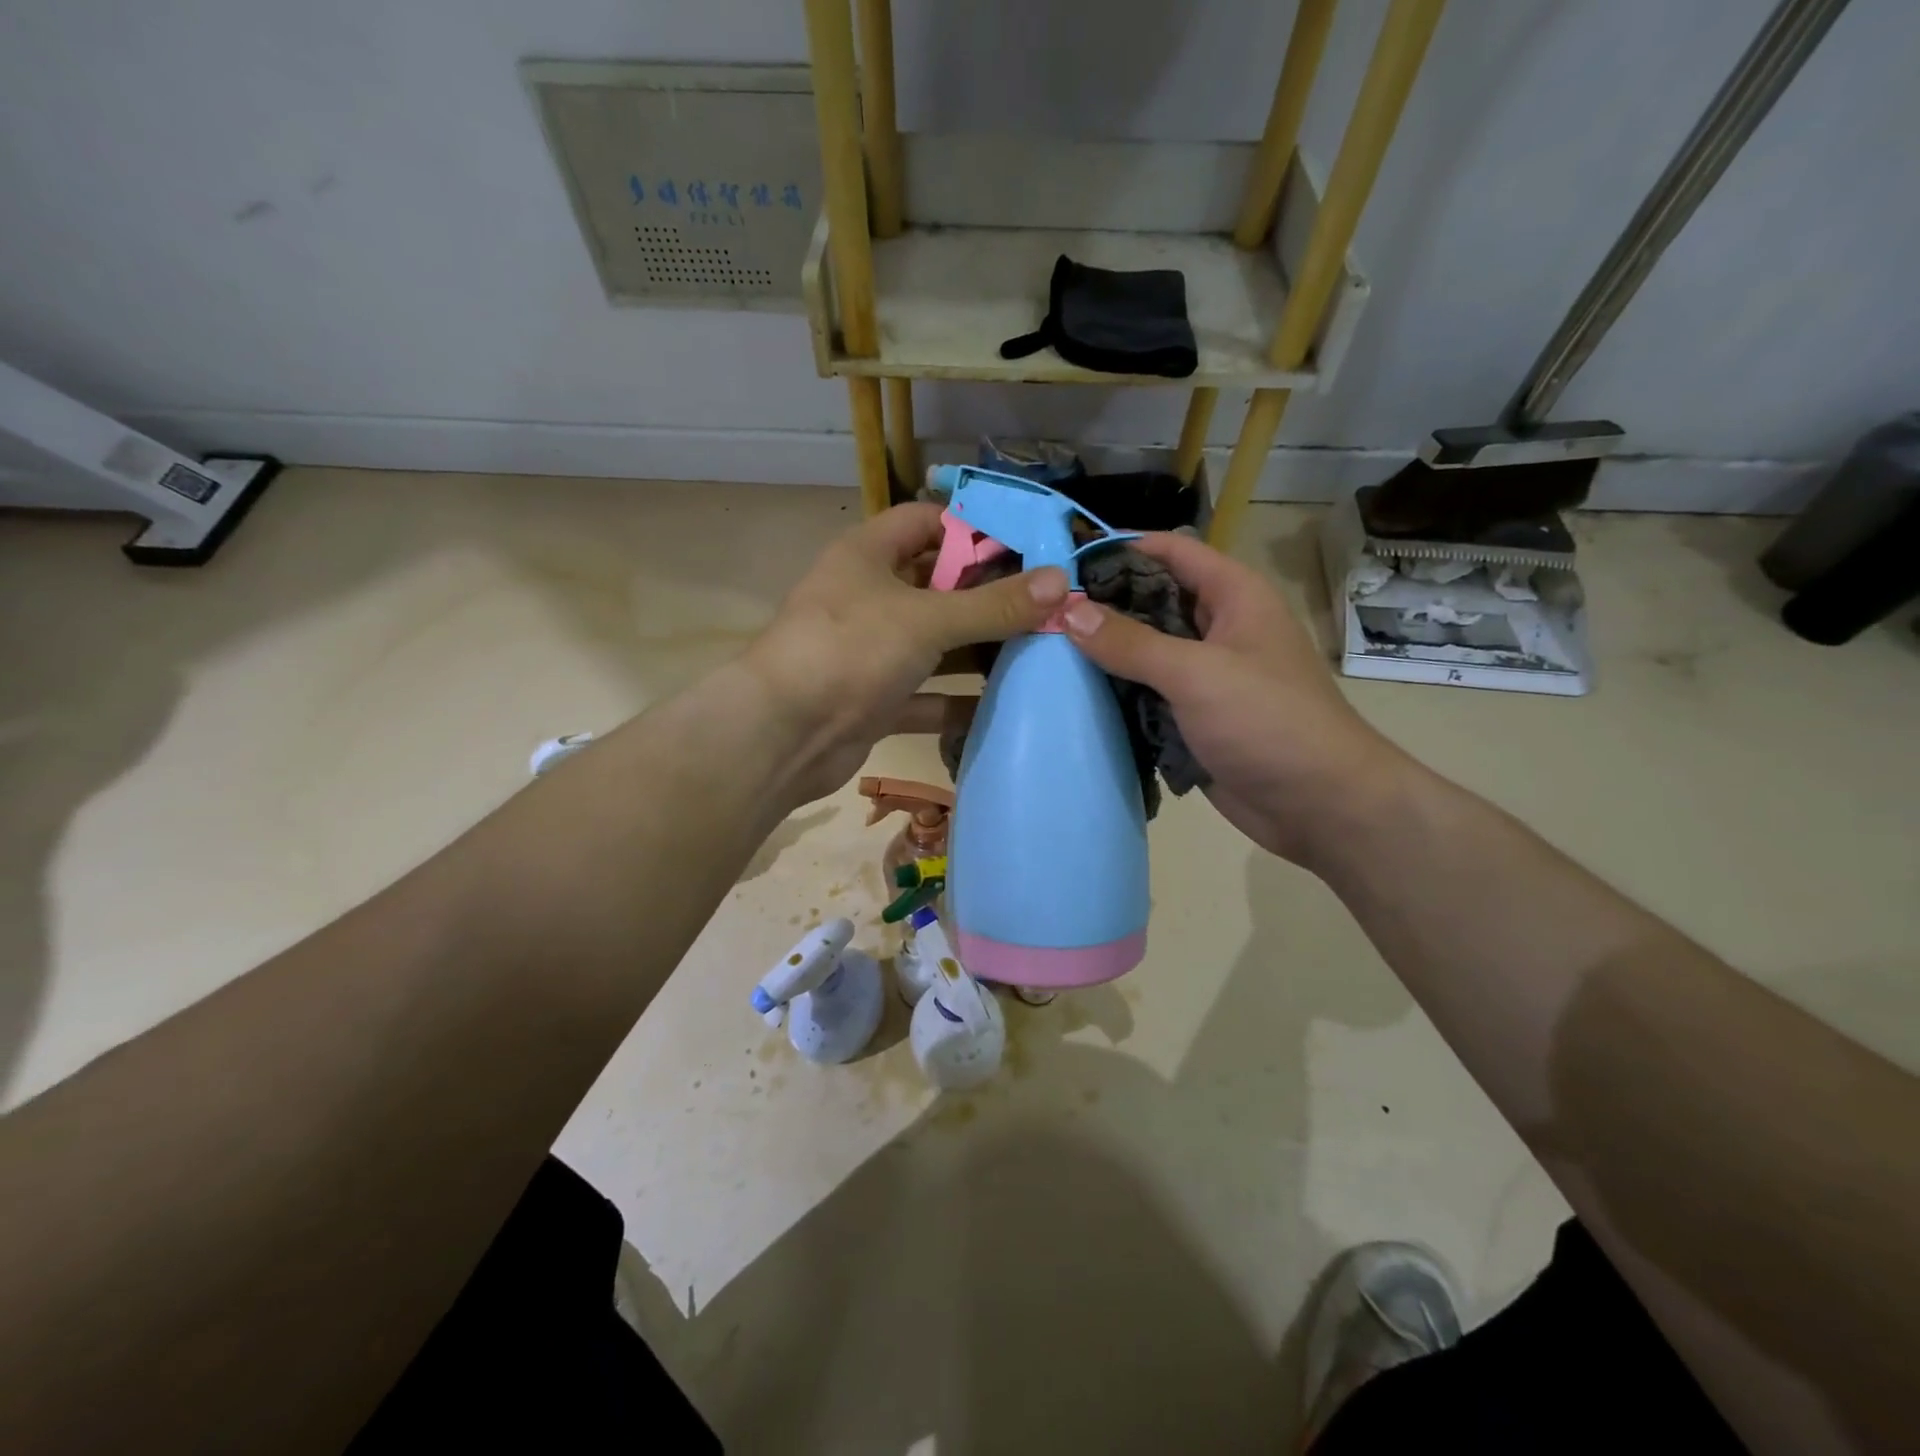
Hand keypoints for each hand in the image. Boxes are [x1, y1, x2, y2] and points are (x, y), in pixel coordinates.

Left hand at [745, 504, 1066, 806]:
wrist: (782, 736)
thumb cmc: (850, 651)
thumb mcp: (926, 620)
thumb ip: (993, 605)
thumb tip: (1060, 581)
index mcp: (868, 554)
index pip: (926, 521)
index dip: (974, 527)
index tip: (1029, 546)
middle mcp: (868, 597)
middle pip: (937, 584)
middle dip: (987, 595)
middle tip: (1047, 604)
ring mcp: (870, 652)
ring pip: (934, 643)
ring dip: (978, 650)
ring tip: (1040, 651)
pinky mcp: (875, 700)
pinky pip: (926, 694)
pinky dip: (958, 701)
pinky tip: (1005, 706)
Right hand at [1061, 532, 1403, 864]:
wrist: (1320, 805)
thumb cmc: (1268, 722)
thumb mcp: (1196, 673)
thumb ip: (1130, 642)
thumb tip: (1068, 610)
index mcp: (1234, 596)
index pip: (1170, 552)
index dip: (1120, 549)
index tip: (1064, 563)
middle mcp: (1219, 627)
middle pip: (1153, 599)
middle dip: (1104, 604)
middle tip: (1044, 613)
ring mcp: (1207, 674)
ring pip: (1147, 649)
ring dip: (1107, 652)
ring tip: (1047, 650)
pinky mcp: (1195, 715)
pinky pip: (1149, 692)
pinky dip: (1118, 692)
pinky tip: (1076, 695)